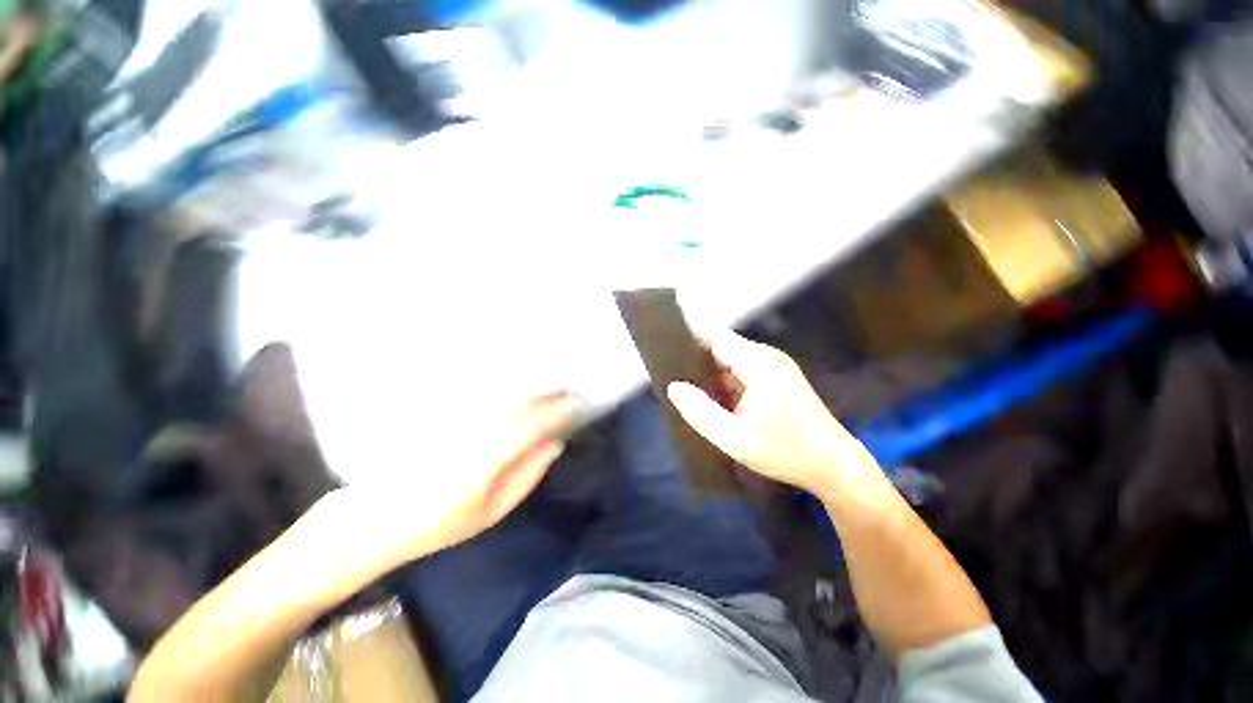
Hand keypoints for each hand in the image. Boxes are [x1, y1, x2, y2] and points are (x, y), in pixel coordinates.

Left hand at [313, 393, 578, 569]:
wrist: (375, 518)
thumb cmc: (439, 522)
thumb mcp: (492, 510)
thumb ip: (528, 474)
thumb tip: (555, 444)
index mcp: (490, 453)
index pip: (535, 422)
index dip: (559, 410)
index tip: (577, 403)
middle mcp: (477, 427)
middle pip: (521, 403)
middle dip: (548, 396)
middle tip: (569, 391)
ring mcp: (459, 418)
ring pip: (504, 396)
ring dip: (530, 390)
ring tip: (550, 388)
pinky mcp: (446, 414)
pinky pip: (484, 397)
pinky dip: (506, 392)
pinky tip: (517, 392)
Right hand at [668, 332, 879, 496]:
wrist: (834, 466)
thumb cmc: (786, 452)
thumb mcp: (735, 439)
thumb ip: (700, 412)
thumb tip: (673, 387)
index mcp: (757, 363)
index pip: (714, 337)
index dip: (689, 339)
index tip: (664, 349)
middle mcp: (766, 357)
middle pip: (721, 347)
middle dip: (696, 360)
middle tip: (670, 376)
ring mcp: (774, 367)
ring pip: (731, 360)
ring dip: (710, 373)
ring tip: (685, 388)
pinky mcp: (777, 378)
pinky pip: (742, 371)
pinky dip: (725, 382)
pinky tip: (712, 399)